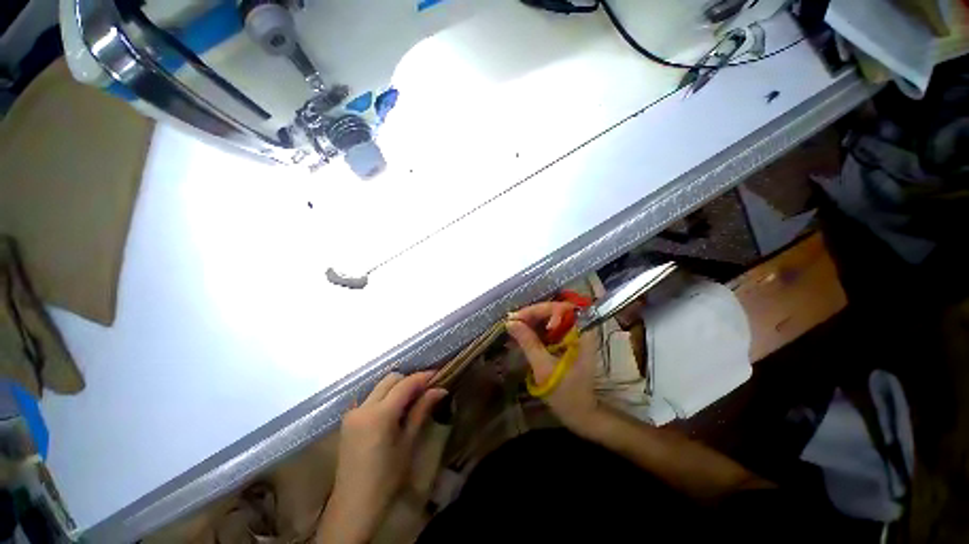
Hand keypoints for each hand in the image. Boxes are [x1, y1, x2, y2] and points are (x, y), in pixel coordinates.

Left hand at [318, 371, 446, 543]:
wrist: (354, 505)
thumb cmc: (386, 478)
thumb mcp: (408, 443)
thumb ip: (421, 410)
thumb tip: (440, 389)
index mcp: (379, 414)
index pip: (405, 384)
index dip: (423, 377)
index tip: (438, 375)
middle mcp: (363, 407)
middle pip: (390, 379)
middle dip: (409, 380)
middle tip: (426, 389)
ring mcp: (353, 412)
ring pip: (379, 387)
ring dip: (397, 387)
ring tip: (413, 399)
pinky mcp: (348, 420)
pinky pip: (370, 398)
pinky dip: (385, 396)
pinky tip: (394, 410)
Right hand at [506, 303, 601, 434]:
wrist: (580, 413)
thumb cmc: (566, 393)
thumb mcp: (544, 368)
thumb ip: (528, 342)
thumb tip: (510, 322)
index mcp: (581, 333)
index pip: (560, 308)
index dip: (539, 310)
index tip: (520, 319)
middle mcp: (578, 329)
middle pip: (553, 310)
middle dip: (532, 314)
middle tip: (512, 321)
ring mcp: (572, 335)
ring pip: (549, 318)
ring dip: (530, 321)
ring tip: (513, 327)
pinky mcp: (564, 341)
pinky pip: (547, 328)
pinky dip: (534, 330)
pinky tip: (521, 334)